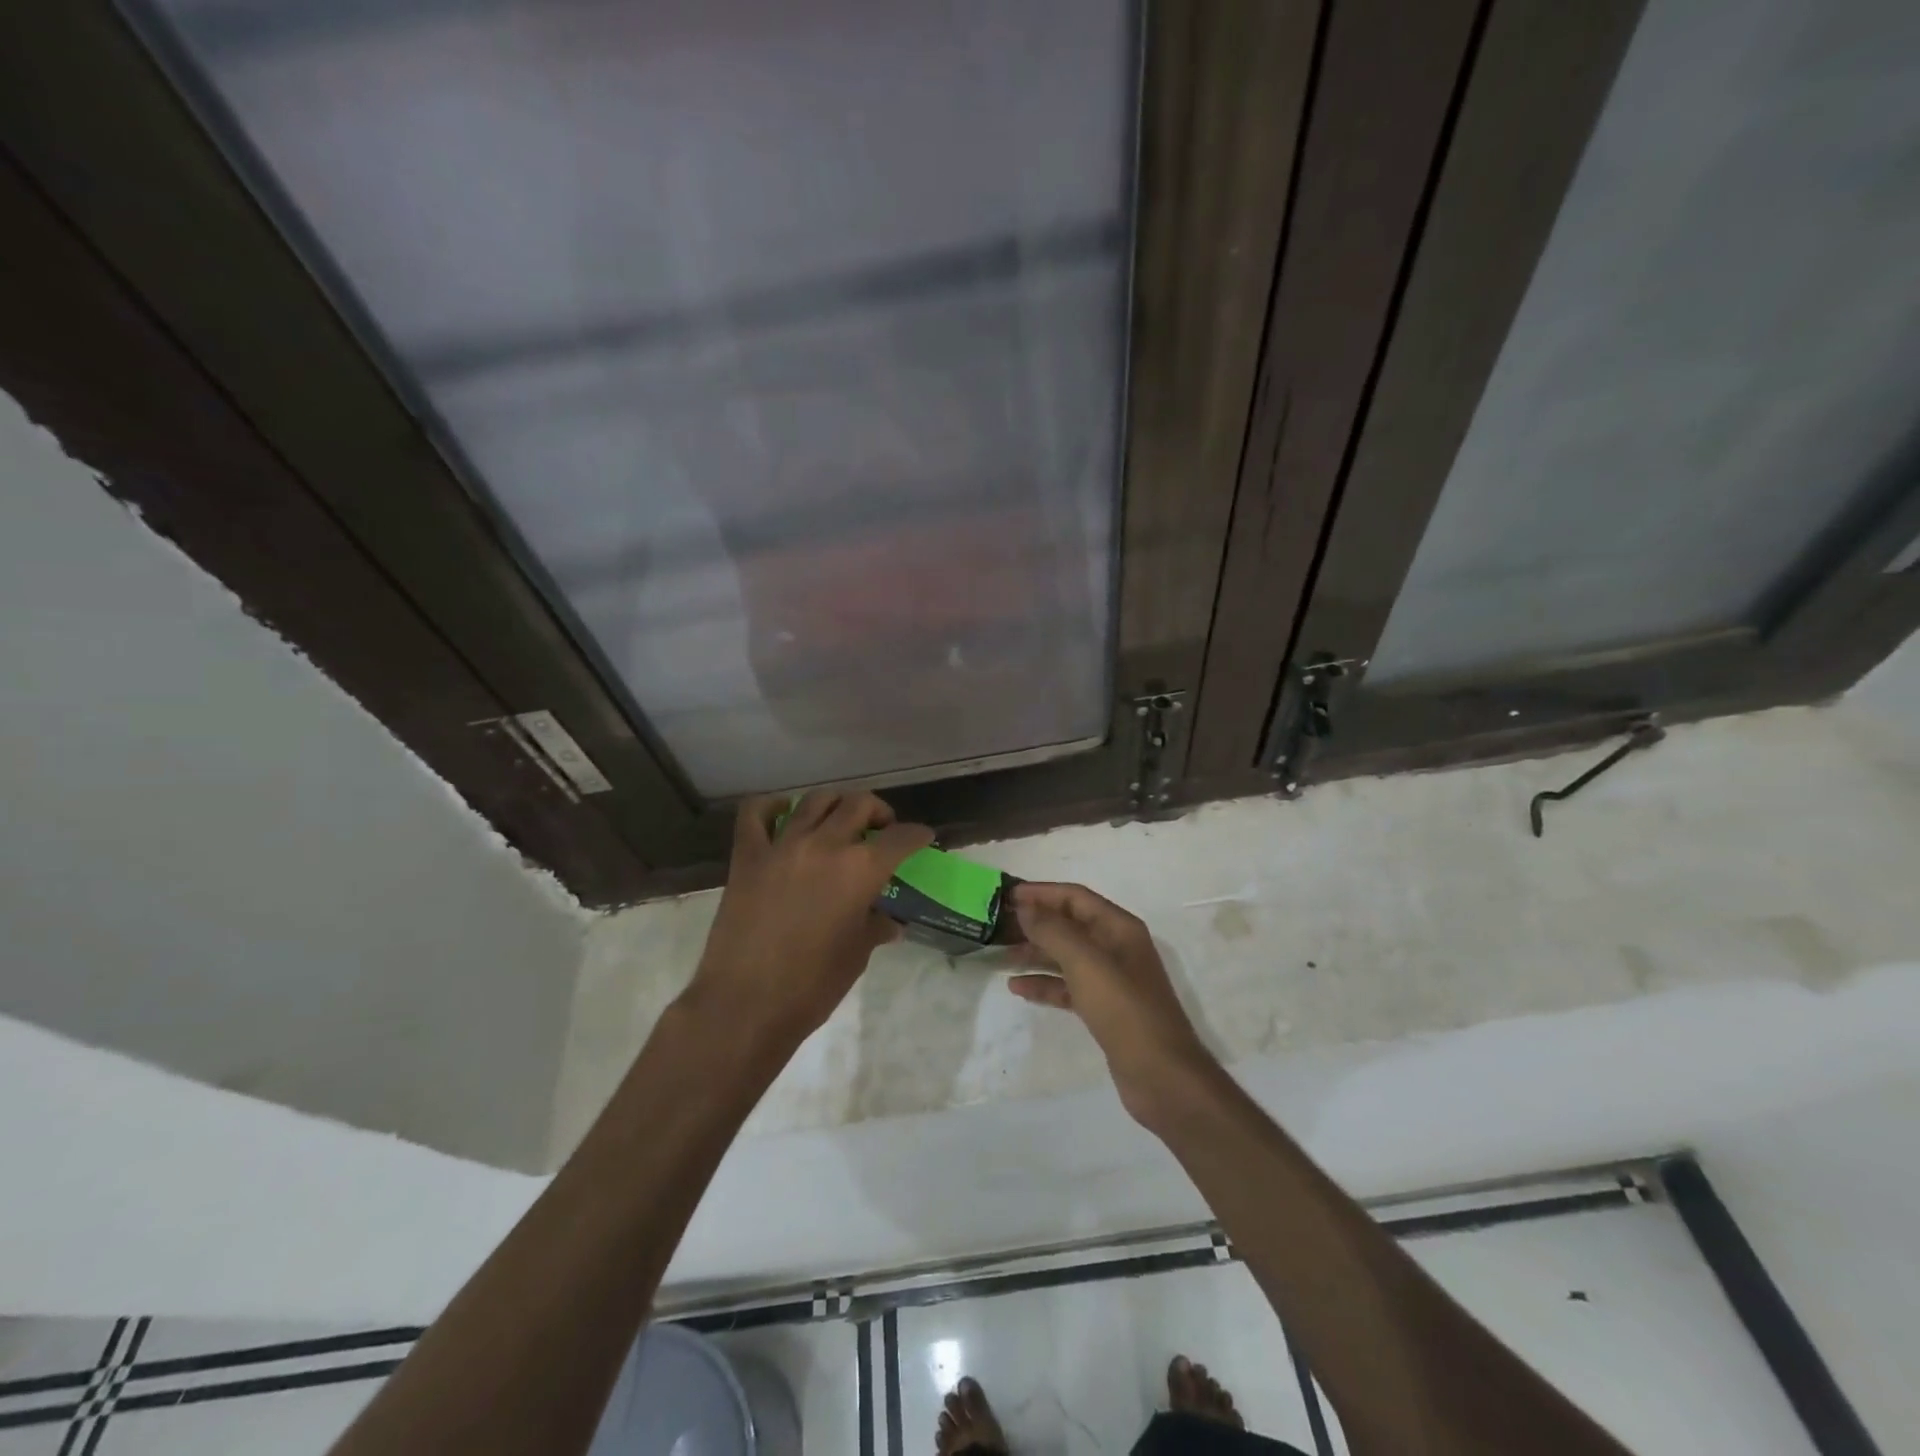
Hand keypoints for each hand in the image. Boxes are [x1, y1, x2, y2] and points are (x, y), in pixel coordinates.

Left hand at [686, 790, 933, 1052]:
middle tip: (881, 829)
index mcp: (860, 870)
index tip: (922, 837)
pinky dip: (772, 807)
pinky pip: (755, 813)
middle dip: (878, 812)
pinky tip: (784, 814)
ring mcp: (782, 846)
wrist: (745, 1005)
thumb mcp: (856, 955)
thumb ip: (874, 927)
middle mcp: (825, 845)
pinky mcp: (747, 856)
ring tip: (840, 819)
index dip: (917, 835)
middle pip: (859, 804)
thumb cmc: (812, 986)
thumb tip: (889, 923)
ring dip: (836, 804)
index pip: (901, 838)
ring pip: (815, 800)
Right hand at [1008, 882, 1217, 1126]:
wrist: (1161, 1076)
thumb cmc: (1124, 1010)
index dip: (1042, 893)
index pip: (1075, 897)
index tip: (1007, 896)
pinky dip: (1045, 984)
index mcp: (1119, 928)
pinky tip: (1018, 989)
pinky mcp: (1104, 1008)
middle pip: (1070, 925)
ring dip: (1036, 954)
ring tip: (1002, 957)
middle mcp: (1116, 947)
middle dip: (1036, 923)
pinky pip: (1069, 986)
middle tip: (998, 927)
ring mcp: (1111, 980)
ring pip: (1066, 956)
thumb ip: (1053, 931)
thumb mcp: (1086, 963)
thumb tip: (1025, 908)